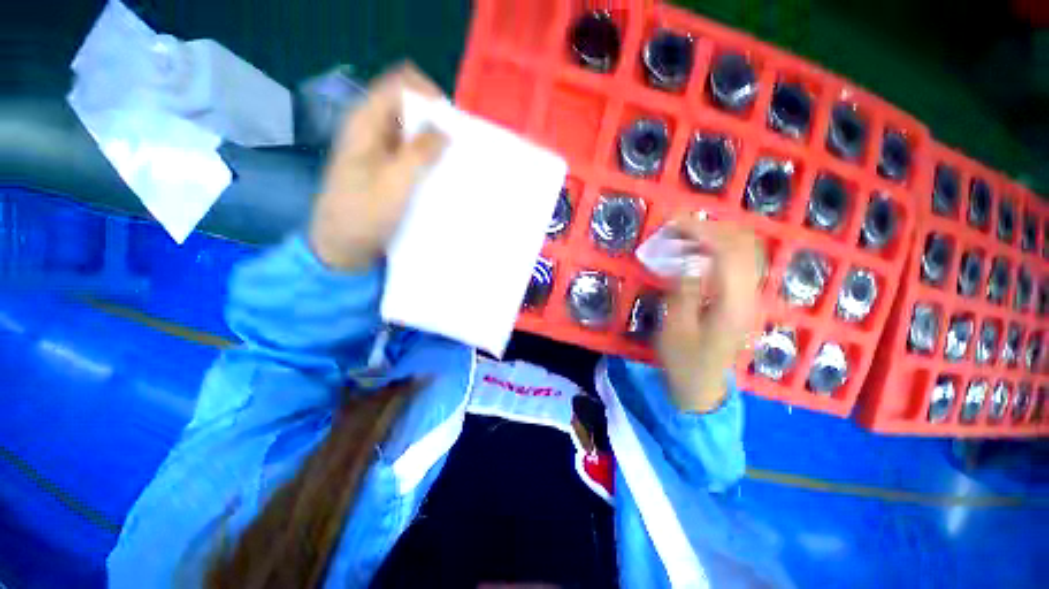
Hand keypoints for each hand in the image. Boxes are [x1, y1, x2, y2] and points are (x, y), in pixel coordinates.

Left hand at [309, 63, 447, 271]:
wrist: (343, 247)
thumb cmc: (365, 214)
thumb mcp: (395, 181)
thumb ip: (420, 151)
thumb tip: (445, 129)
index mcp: (366, 121)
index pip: (400, 83)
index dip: (429, 94)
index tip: (452, 122)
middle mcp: (371, 128)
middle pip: (407, 105)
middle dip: (434, 119)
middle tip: (456, 145)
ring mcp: (377, 149)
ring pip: (410, 130)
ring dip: (433, 140)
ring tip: (452, 160)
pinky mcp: (385, 169)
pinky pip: (409, 152)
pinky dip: (426, 157)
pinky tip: (439, 173)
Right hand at [657, 216, 765, 412]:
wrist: (702, 385)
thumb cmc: (683, 360)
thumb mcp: (675, 329)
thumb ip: (684, 292)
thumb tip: (689, 260)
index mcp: (733, 305)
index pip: (728, 253)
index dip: (702, 231)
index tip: (675, 222)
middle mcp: (751, 296)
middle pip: (744, 245)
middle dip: (712, 227)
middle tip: (679, 225)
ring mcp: (752, 296)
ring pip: (747, 250)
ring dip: (718, 234)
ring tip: (687, 233)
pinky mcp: (745, 298)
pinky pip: (741, 262)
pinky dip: (722, 247)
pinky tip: (700, 250)